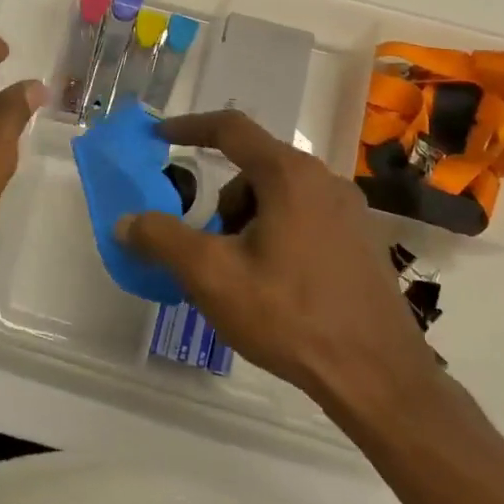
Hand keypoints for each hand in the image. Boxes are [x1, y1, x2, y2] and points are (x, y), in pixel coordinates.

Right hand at [116, 109, 443, 431]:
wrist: (378, 377)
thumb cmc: (290, 316)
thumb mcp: (212, 276)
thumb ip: (162, 240)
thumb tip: (126, 222)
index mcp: (289, 176)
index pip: (230, 129)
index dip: (188, 127)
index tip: (159, 137)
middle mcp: (324, 180)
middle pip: (253, 169)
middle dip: (220, 202)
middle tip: (206, 247)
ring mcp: (349, 211)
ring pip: (278, 196)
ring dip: (247, 222)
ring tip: (242, 276)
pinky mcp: (362, 241)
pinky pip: (303, 218)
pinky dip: (275, 234)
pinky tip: (274, 285)